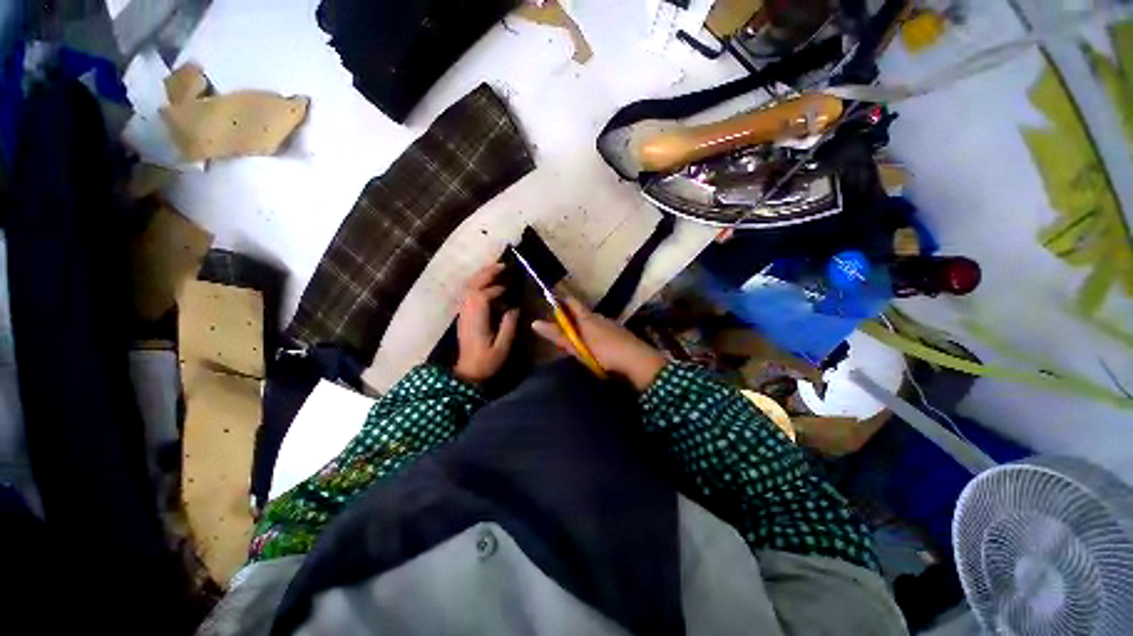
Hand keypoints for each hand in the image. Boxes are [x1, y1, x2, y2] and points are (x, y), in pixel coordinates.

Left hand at [453, 263, 518, 384]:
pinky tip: (488, 284)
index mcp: (476, 320)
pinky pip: (468, 294)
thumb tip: (515, 308)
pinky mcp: (464, 315)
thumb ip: (509, 326)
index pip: (483, 296)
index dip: (496, 289)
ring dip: (481, 276)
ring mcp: (463, 313)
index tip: (509, 288)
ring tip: (496, 270)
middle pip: (472, 286)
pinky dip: (477, 284)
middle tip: (502, 265)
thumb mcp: (502, 347)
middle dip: (486, 273)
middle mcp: (467, 312)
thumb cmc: (486, 361)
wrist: (467, 373)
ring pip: (468, 288)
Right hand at [532, 297, 666, 390]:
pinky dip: (596, 334)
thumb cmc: (602, 351)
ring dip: (585, 327)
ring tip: (578, 338)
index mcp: (587, 317)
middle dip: (572, 317)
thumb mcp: (576, 345)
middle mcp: (600, 317)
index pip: (572, 302)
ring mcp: (612, 325)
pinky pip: (603, 330)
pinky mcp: (620, 334)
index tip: (553, 300)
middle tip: (563, 326)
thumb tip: (534, 323)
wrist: (635, 359)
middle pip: (583, 313)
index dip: (562, 299)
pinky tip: (597, 345)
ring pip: (594, 322)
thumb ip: (557, 335)